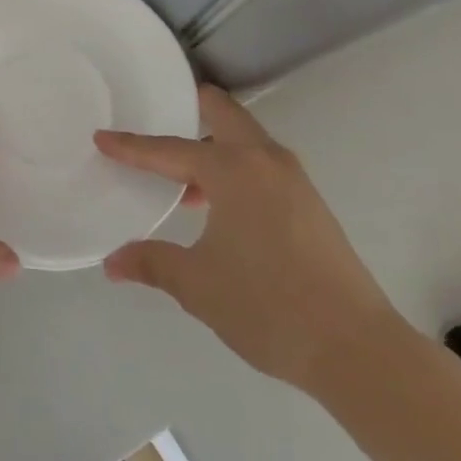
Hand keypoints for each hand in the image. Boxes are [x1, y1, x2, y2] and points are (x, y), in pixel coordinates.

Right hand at [97, 85, 411, 397]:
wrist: (358, 350)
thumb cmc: (268, 306)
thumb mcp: (197, 285)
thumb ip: (152, 263)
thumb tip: (113, 263)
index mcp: (233, 170)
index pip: (169, 149)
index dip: (131, 147)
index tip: (101, 137)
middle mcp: (266, 161)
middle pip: (223, 113)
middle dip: (187, 109)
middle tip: (153, 118)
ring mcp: (295, 181)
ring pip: (246, 140)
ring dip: (212, 145)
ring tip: (179, 179)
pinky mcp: (311, 205)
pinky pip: (261, 166)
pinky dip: (233, 169)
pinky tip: (216, 208)